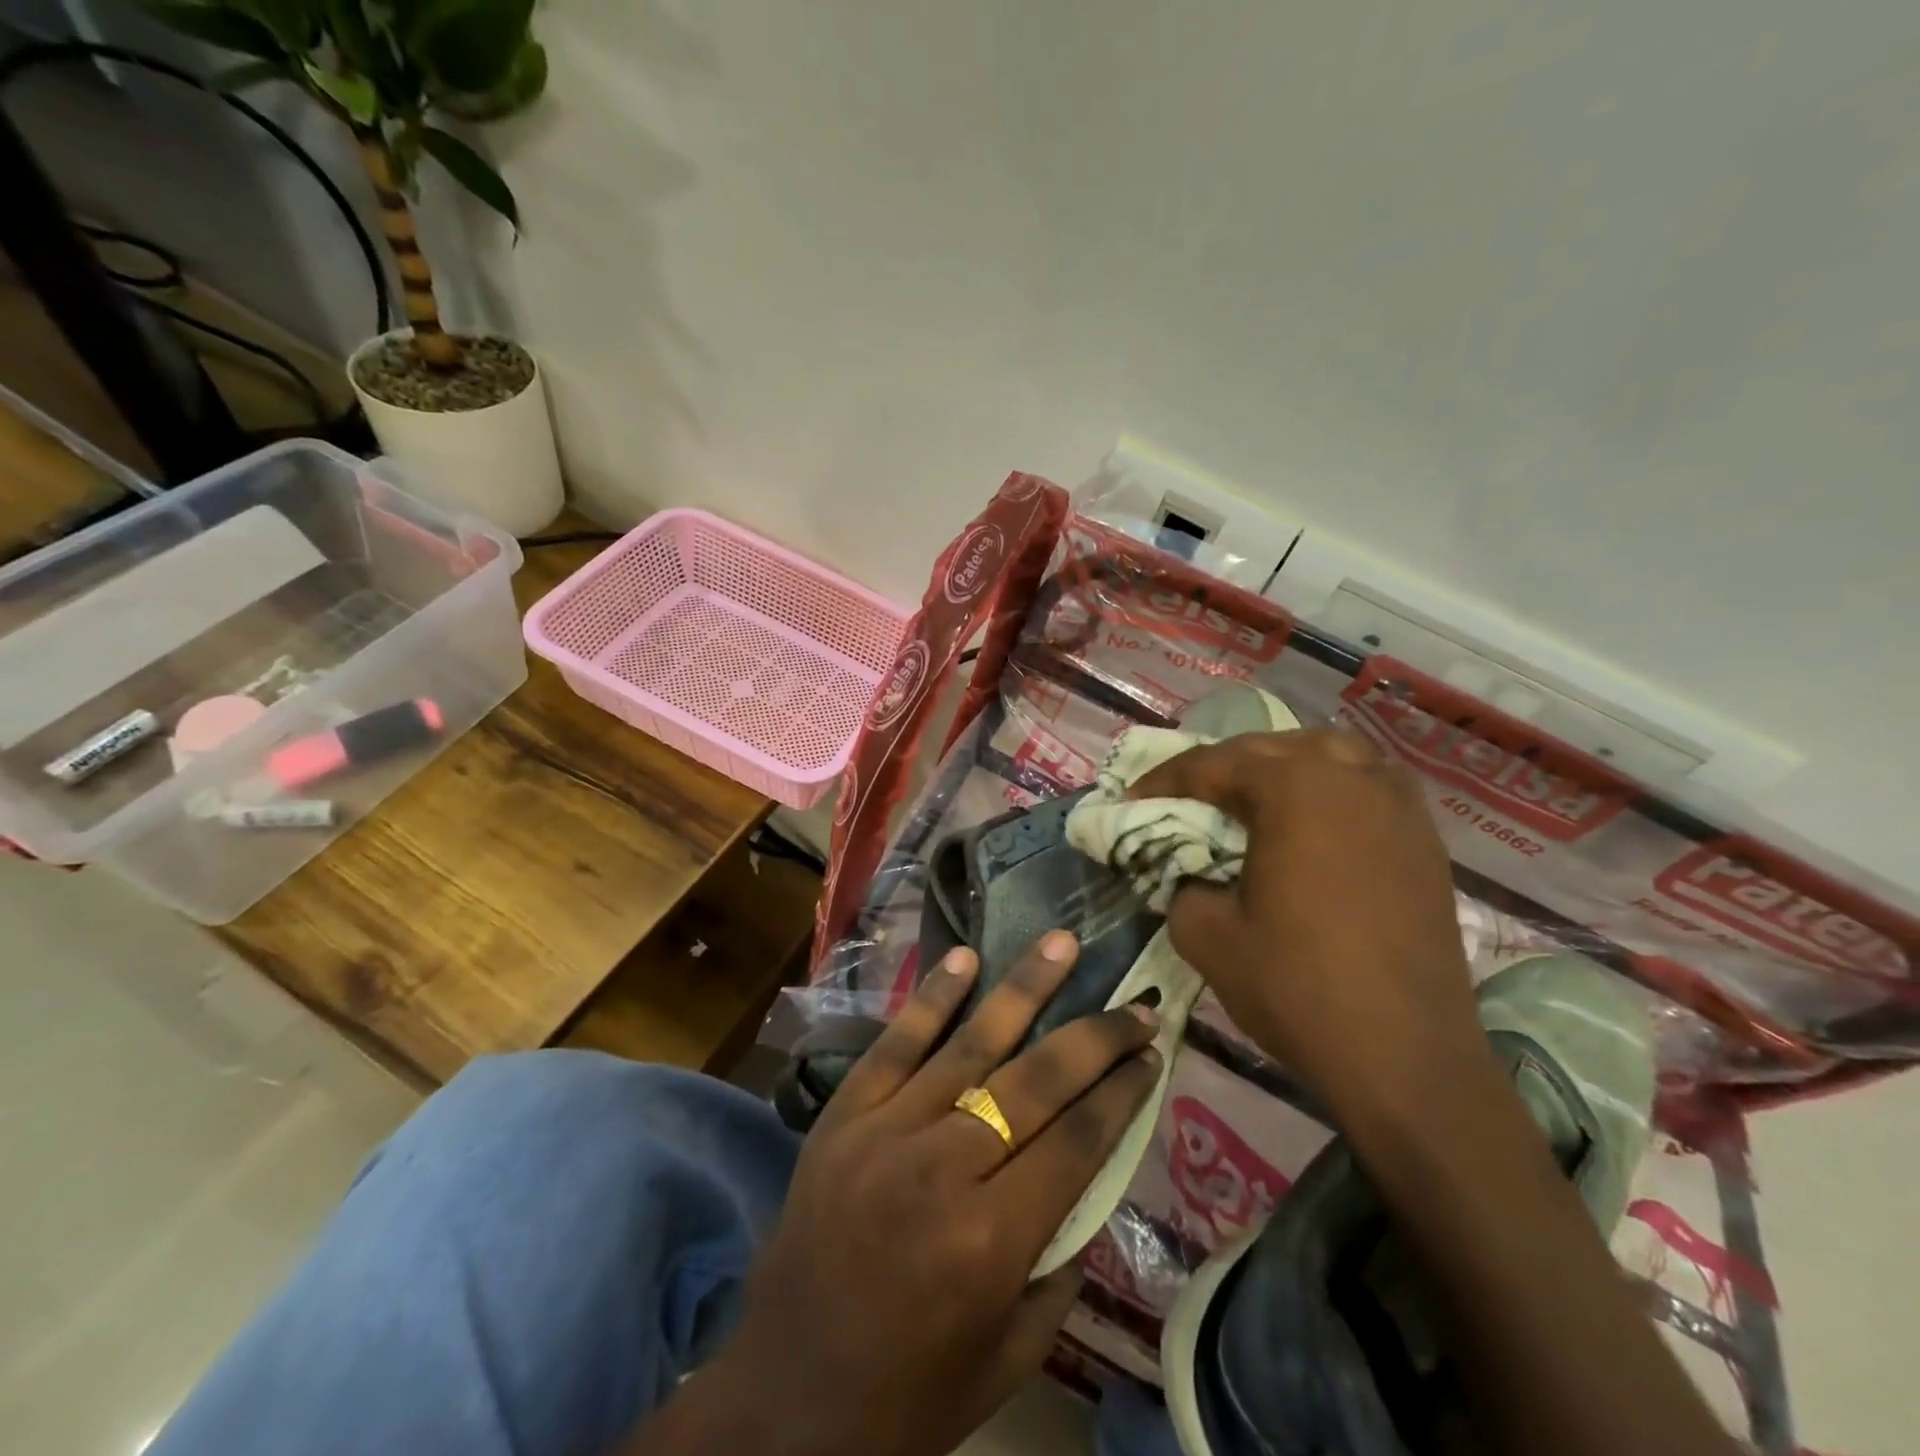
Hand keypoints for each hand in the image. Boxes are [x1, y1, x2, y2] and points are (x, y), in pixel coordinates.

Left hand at [682, 933, 1158, 1455]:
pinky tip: (965, 958)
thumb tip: (1090, 1170)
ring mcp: (885, 1131)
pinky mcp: (843, 1115)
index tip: (1152, 1053)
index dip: (1121, 1091)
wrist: (782, 1400)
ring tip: (1063, 943)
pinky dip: (931, 997)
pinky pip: (894, 1044)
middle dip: (1095, 1037)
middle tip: (1135, 1004)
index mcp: (991, 1241)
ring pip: (969, 1044)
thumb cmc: (910, 1395)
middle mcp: (942, 1170)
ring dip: (1023, 988)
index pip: (1077, 1140)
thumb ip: (1061, 1261)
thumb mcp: (1012, 1354)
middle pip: (1035, 1082)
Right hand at [1131, 727, 1484, 1114]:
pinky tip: (1313, 821)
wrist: (1406, 1059)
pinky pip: (1368, 785)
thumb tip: (1187, 868)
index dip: (1164, 780)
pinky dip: (1330, 787)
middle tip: (1185, 797)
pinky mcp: (1425, 840)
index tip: (1131, 800)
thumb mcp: (1205, 933)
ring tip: (1252, 797)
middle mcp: (1352, 777)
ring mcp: (1398, 805)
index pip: (1213, 764)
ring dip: (1283, 765)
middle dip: (1221, 766)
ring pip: (1331, 753)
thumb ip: (1180, 881)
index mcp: (1295, 788)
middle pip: (1272, 748)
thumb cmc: (1297, 987)